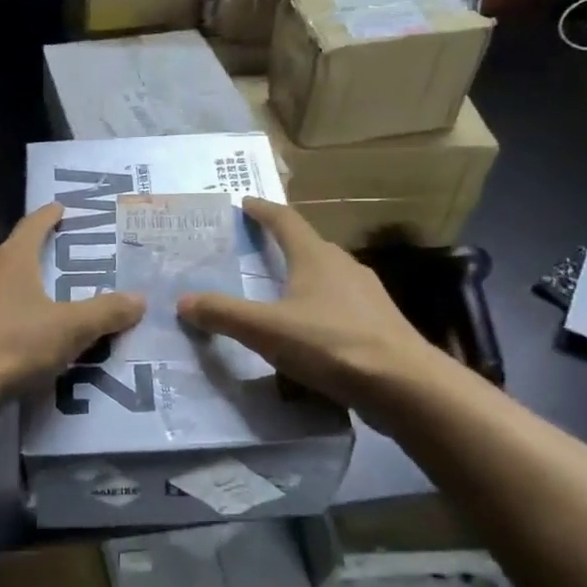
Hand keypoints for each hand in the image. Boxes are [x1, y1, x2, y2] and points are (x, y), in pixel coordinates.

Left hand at [0, 203, 144, 397]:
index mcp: (10, 261)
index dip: (49, 216)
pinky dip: (0, 316)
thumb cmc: (14, 344)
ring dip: (15, 288)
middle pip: (11, 254)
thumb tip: (140, 299)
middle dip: (34, 255)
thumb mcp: (70, 329)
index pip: (32, 226)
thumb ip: (105, 313)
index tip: (60, 208)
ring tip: (38, 300)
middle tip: (58, 261)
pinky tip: (12, 335)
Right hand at [177, 197, 442, 411]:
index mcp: (315, 257)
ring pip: (326, 279)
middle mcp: (343, 266)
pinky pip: (339, 308)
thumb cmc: (331, 344)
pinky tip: (308, 336)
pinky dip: (318, 311)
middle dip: (281, 246)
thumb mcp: (266, 330)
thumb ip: (223, 314)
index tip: (243, 202)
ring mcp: (367, 295)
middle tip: (253, 252)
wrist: (404, 385)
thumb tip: (183, 301)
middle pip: (307, 247)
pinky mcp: (379, 324)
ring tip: (277, 297)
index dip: (262, 210)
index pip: (285, 220)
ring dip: (301, 281)